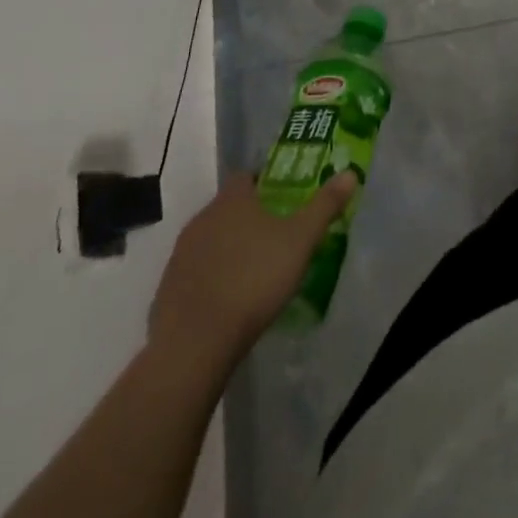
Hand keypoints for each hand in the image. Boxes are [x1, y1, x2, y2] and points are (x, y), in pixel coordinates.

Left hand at [147, 171, 357, 377]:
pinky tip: (229, 299)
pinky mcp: (167, 291)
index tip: (283, 197)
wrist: (194, 345)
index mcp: (231, 201)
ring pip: (210, 240)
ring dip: (229, 248)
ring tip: (255, 269)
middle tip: (276, 234)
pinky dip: (212, 278)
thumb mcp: (301, 240)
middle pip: (228, 208)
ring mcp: (180, 256)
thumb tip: (349, 173)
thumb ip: (324, 205)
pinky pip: (195, 273)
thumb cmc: (253, 279)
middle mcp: (201, 219)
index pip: (246, 176)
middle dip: (249, 217)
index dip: (264, 181)